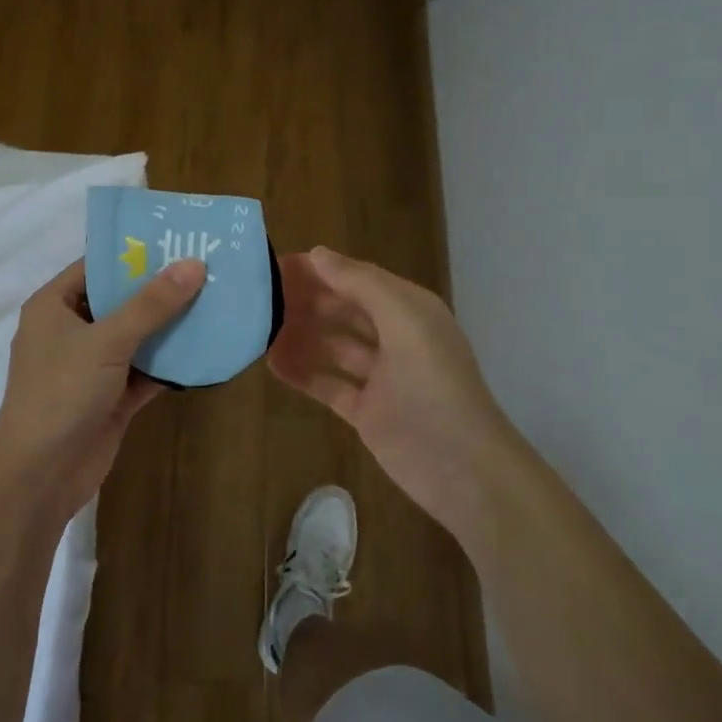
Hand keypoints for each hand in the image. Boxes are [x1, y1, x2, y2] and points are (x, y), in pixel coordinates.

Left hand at [0, 256, 205, 517]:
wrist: (40, 475)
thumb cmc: (62, 392)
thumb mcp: (108, 340)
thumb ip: (151, 304)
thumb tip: (193, 264)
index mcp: (53, 306)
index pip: (96, 266)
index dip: (134, 254)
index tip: (177, 241)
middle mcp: (69, 331)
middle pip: (119, 301)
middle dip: (159, 290)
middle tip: (206, 270)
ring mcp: (90, 366)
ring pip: (135, 337)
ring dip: (169, 327)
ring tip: (215, 302)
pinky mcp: (109, 397)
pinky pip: (143, 370)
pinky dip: (169, 363)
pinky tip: (205, 349)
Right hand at [268, 247, 511, 541]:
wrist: (462, 468)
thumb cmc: (433, 385)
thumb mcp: (403, 321)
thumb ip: (361, 283)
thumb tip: (318, 253)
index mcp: (409, 311)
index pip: (357, 279)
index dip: (320, 270)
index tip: (275, 265)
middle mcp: (396, 338)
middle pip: (344, 310)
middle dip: (307, 300)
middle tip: (259, 297)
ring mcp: (381, 377)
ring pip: (333, 346)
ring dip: (301, 335)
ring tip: (259, 328)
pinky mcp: (367, 411)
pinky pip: (328, 384)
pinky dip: (303, 373)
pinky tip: (272, 364)